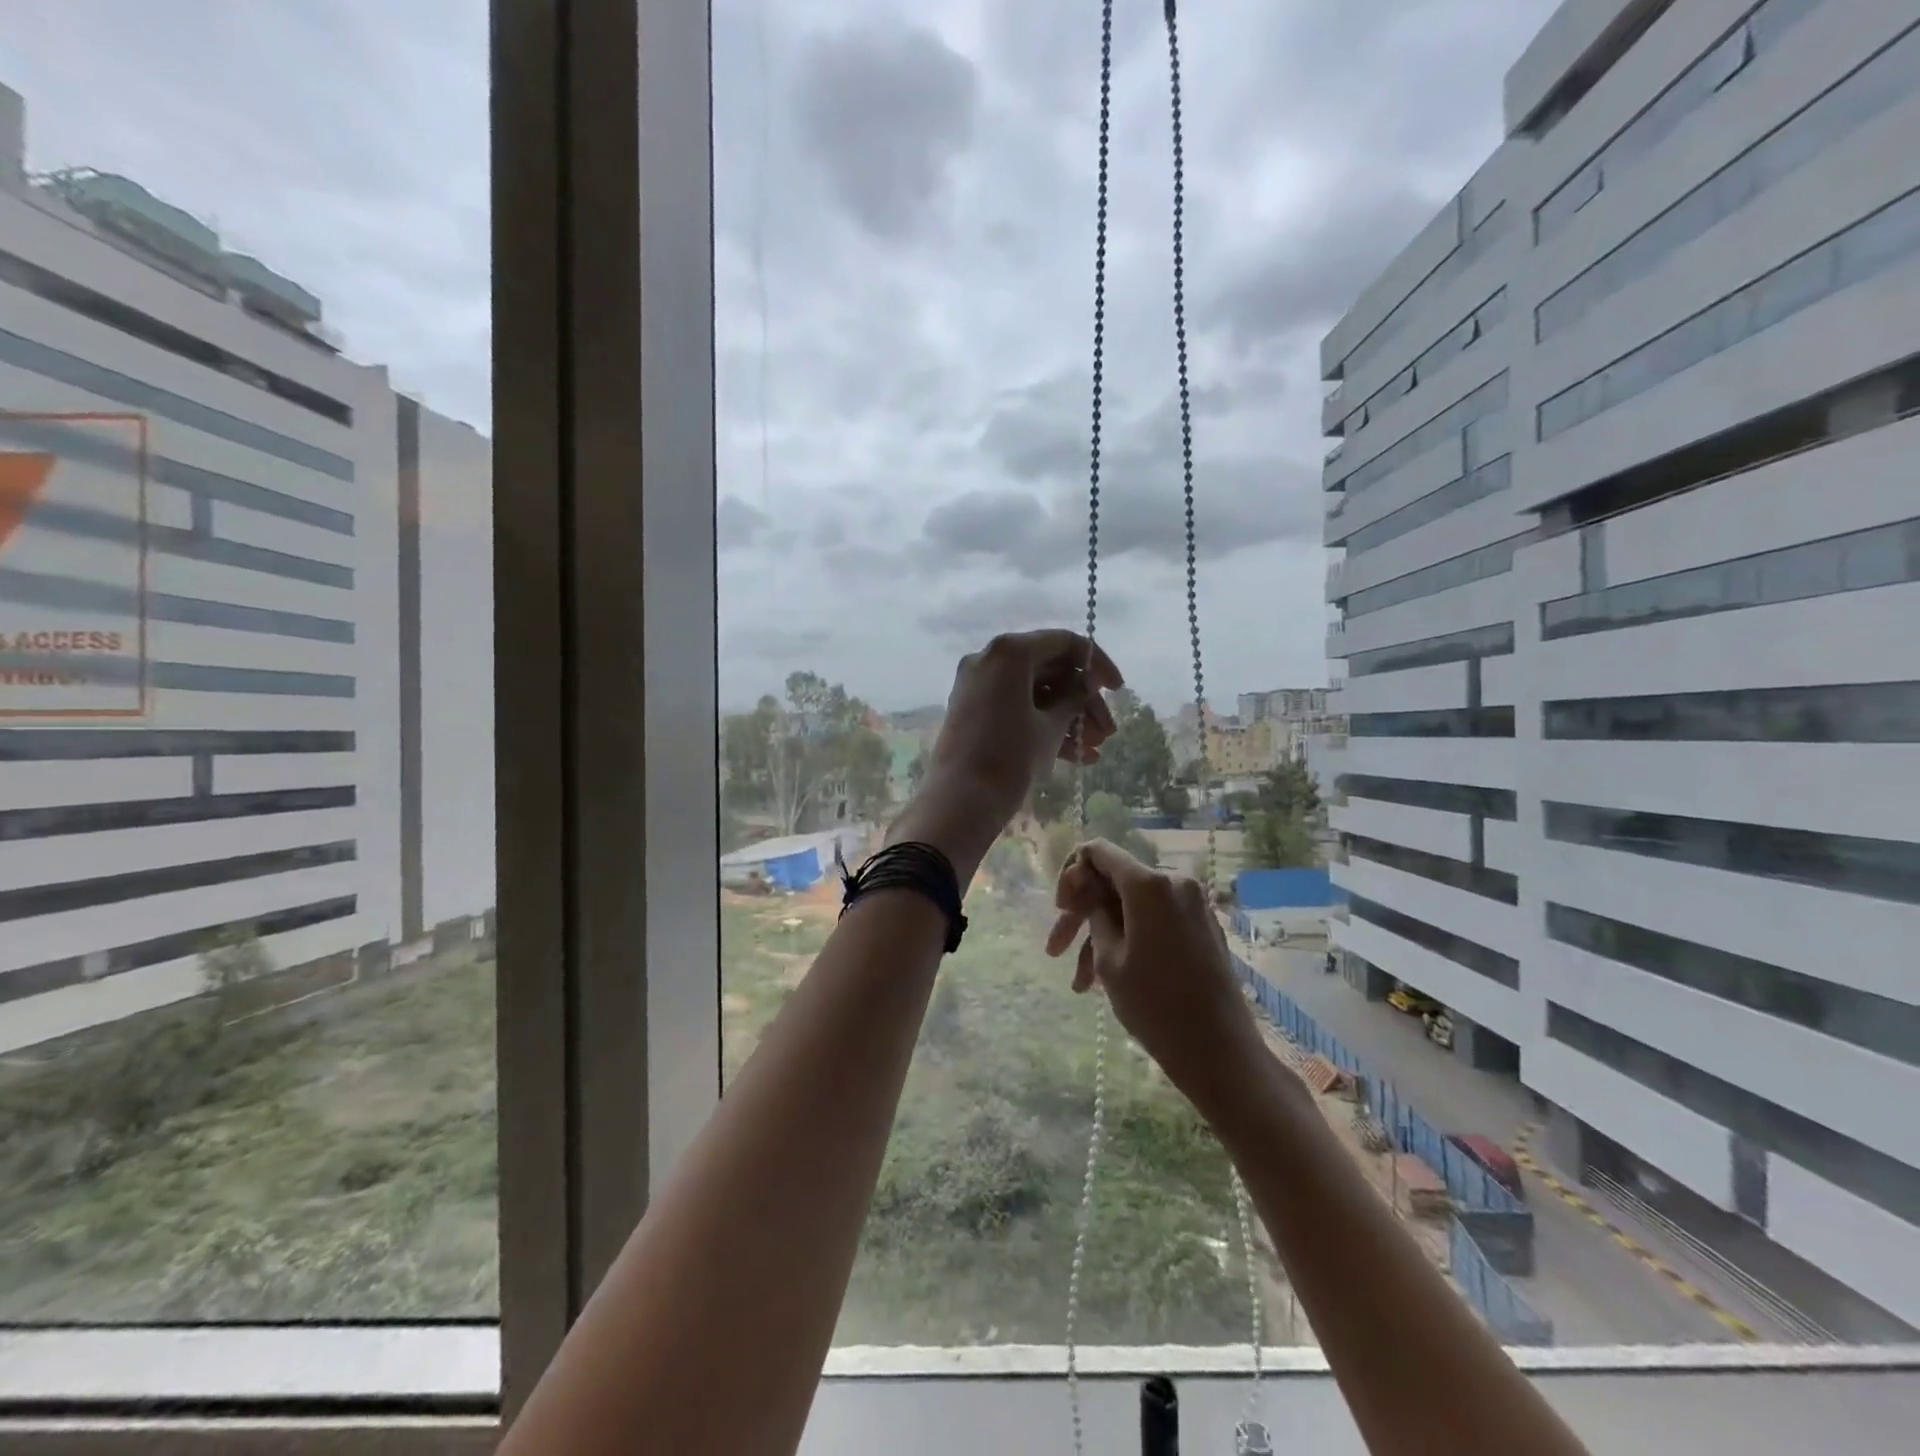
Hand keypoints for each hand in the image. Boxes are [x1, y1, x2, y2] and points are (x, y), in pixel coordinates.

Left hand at [891, 631, 1121, 875]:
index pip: (1064, 643)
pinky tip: (1077, 757)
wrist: (958, 801)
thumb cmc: (1010, 758)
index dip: (1097, 664)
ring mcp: (979, 684)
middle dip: (1083, 702)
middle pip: (1050, 669)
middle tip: (1108, 732)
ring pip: (1035, 691)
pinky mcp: (974, 710)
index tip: (1118, 690)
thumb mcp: (1051, 727)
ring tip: (1095, 750)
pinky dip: (1044, 725)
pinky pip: (1016, 707)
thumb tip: (1086, 683)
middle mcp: (990, 658)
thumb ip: (1074, 698)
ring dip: (1068, 717)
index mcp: (1010, 651)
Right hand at [1044, 838, 1263, 1104]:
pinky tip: (1103, 980)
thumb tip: (1090, 892)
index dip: (1071, 874)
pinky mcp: (1200, 927)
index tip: (1060, 909)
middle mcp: (1174, 883)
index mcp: (1149, 884)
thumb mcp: (1108, 959)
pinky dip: (1127, 941)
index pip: (1099, 852)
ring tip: (1079, 984)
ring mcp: (1192, 905)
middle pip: (1113, 882)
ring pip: (1130, 908)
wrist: (1220, 1052)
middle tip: (1054, 949)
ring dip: (1100, 937)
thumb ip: (1094, 914)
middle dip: (1080, 914)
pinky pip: (1153, 922)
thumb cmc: (1156, 1006)